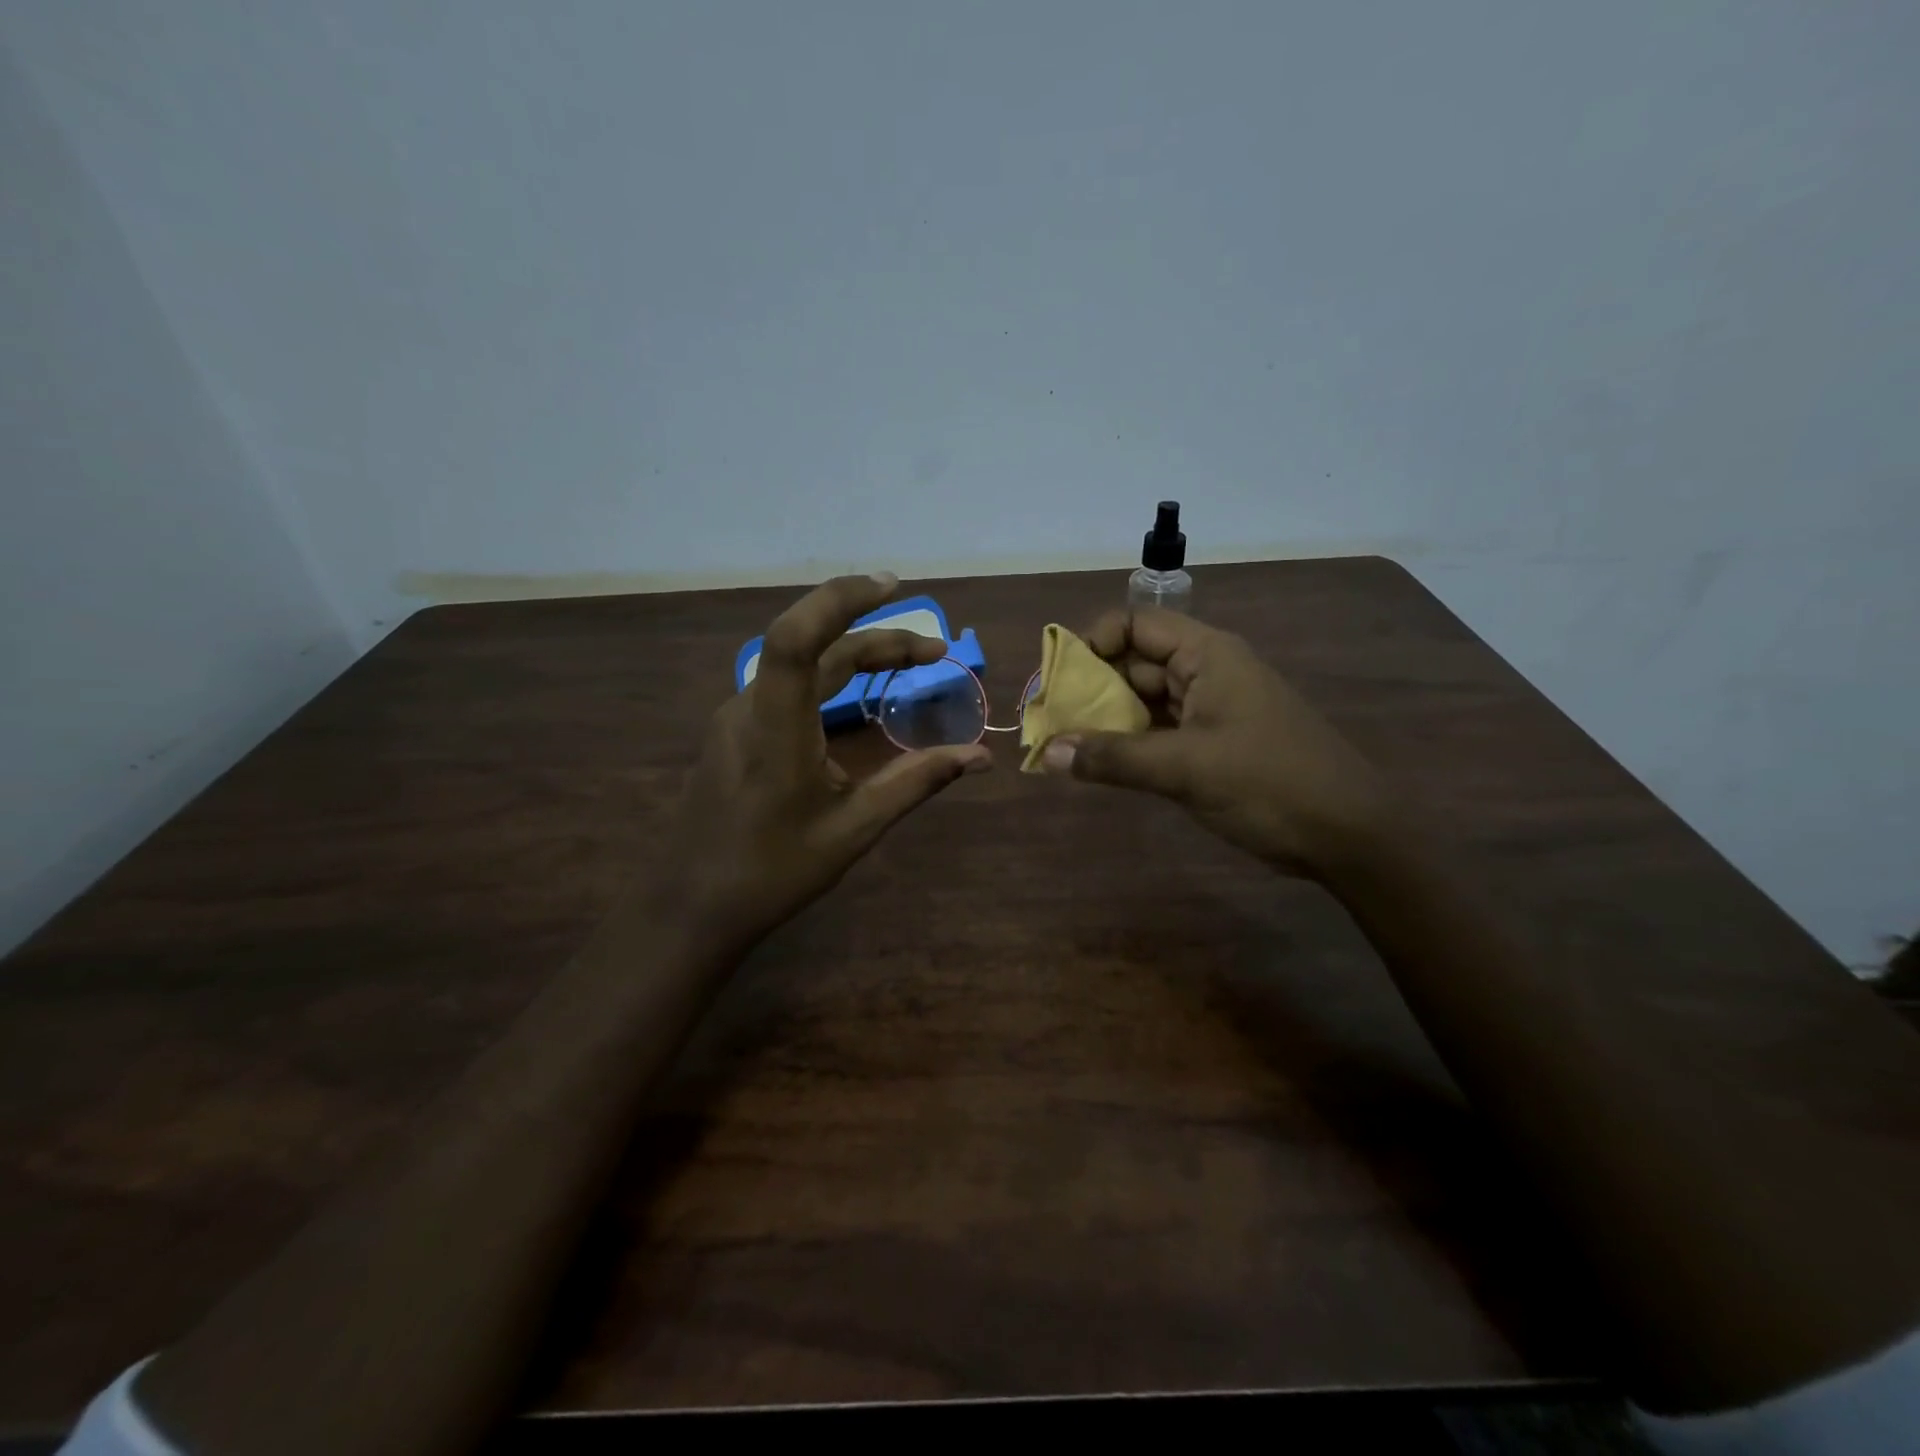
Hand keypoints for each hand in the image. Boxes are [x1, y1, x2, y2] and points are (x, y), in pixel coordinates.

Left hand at [661, 573, 990, 953]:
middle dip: (878, 639)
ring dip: (855, 656)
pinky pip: (787, 687)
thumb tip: (980, 757)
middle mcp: (750, 708)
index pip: (798, 638)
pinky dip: (830, 678)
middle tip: (935, 653)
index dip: (841, 600)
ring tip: (908, 667)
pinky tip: (858, 700)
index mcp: (776, 728)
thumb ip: (916, 783)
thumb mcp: (854, 829)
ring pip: (800, 665)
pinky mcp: (736, 732)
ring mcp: (737, 718)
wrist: (692, 906)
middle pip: (814, 647)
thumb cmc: (773, 872)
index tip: (892, 586)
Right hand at [1041, 607, 1395, 878]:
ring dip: (1107, 719)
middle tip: (1050, 719)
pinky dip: (1130, 744)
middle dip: (1091, 687)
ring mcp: (1211, 710)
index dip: (1093, 641)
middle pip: (1135, 663)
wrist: (1348, 835)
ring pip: (1145, 701)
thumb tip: (1047, 753)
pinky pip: (1160, 732)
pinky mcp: (1213, 744)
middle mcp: (1206, 672)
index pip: (1135, 624)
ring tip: (1064, 743)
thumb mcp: (1185, 768)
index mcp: (1206, 655)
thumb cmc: (1269, 784)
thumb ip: (1113, 759)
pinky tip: (1100, 764)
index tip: (1060, 678)